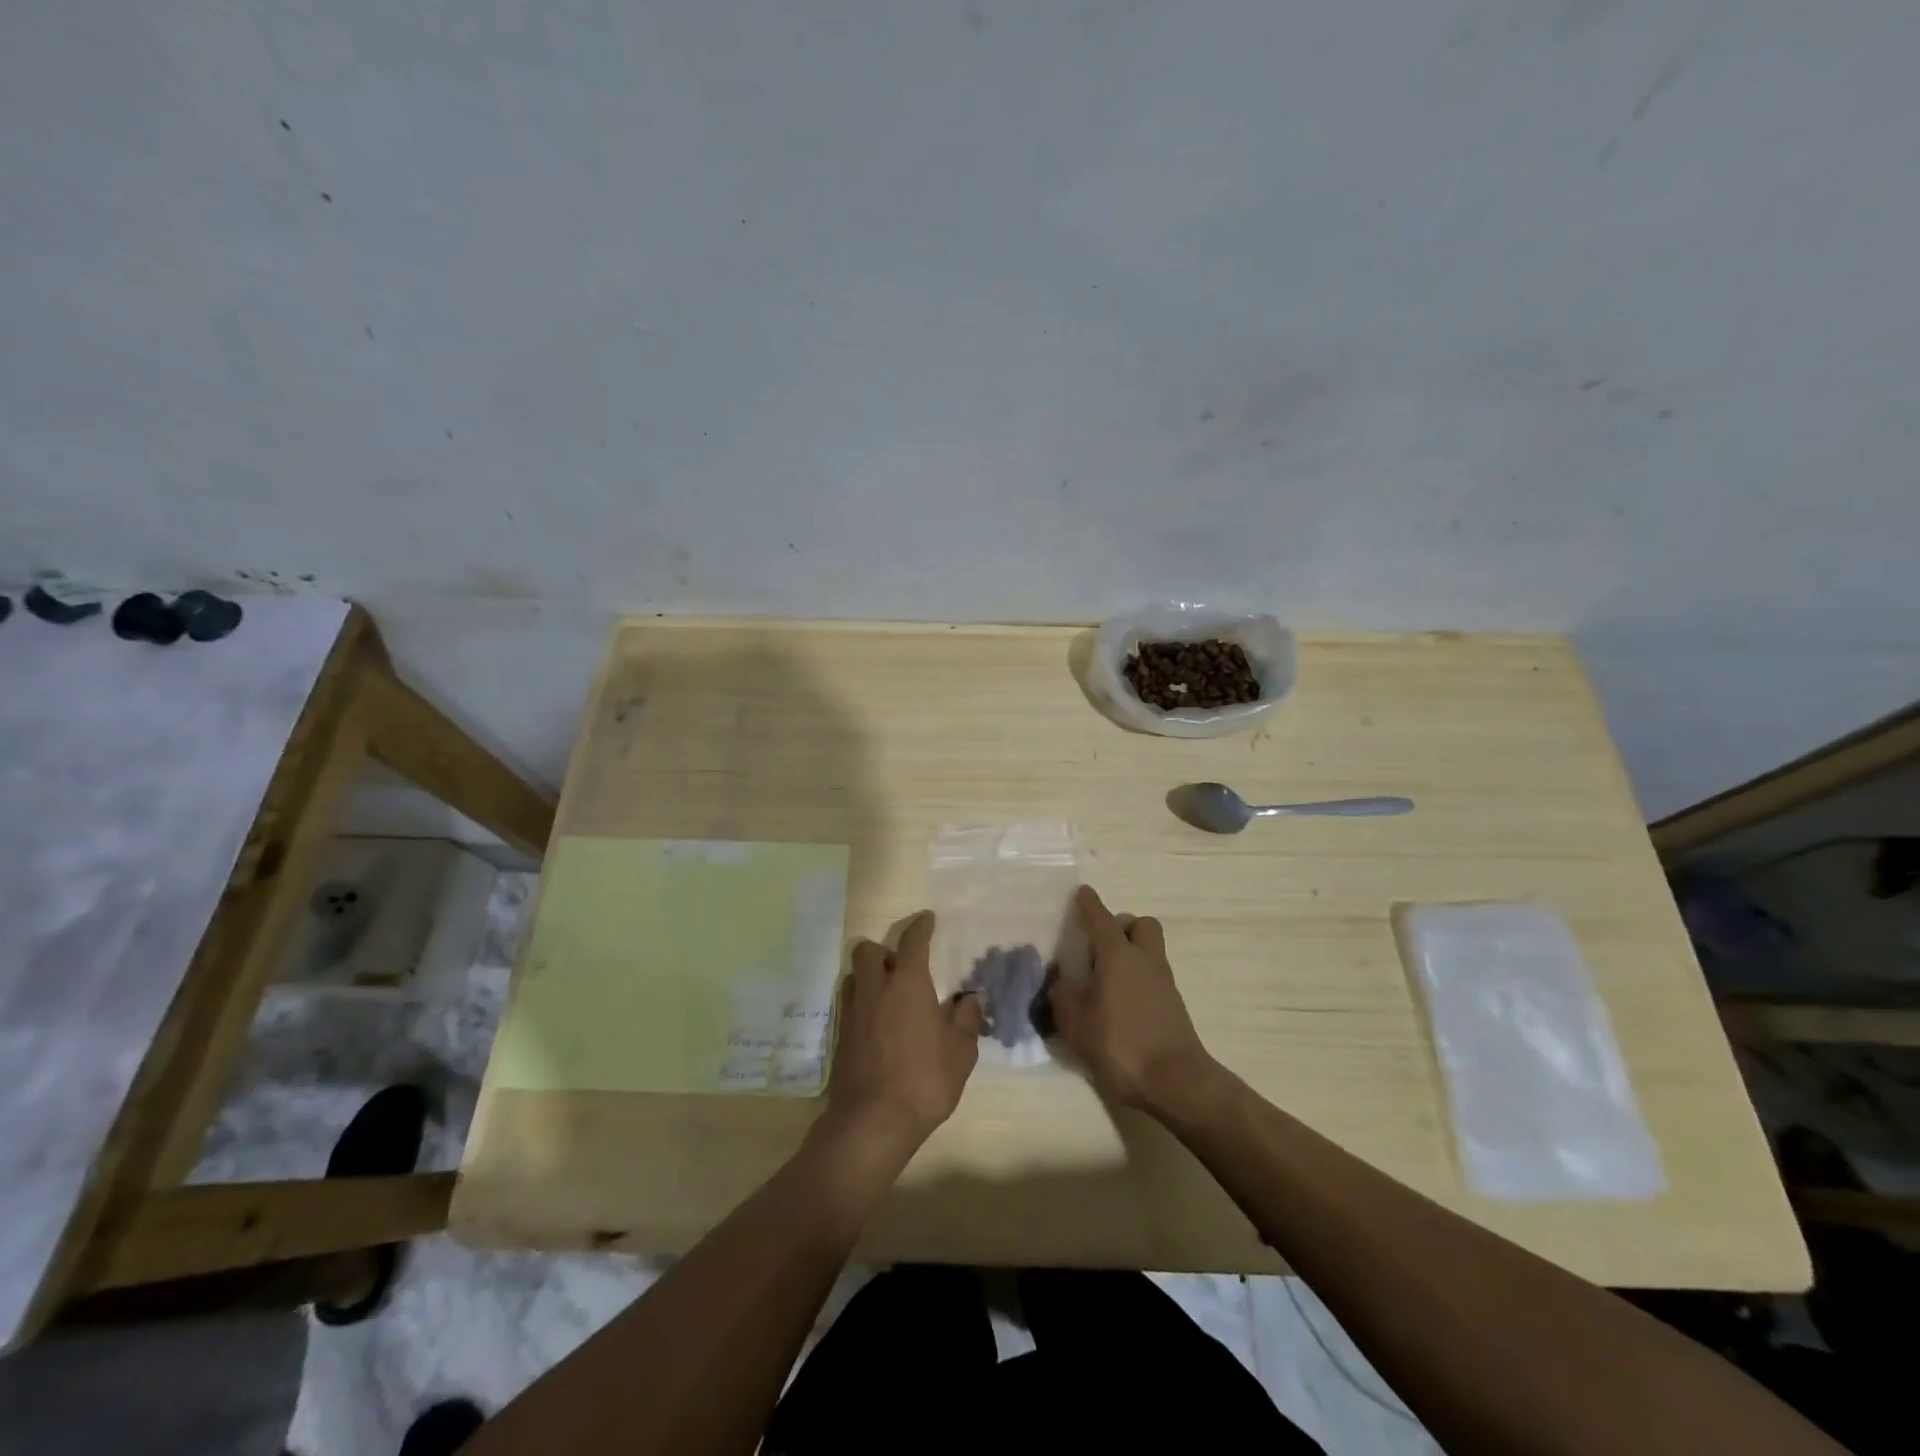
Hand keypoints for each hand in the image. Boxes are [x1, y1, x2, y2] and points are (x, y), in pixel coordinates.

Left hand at [825, 910, 982, 1155]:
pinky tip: (876, 1023)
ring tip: (886, 994)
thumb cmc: (924, 1079)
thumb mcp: (960, 1052)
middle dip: (882, 950)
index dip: (920, 927)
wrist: (873, 1121)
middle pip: (867, 950)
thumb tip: (969, 999)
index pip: (913, 942)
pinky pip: (848, 1005)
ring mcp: (852, 1013)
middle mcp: (875, 989)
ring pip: (853, 976)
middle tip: (899, 966)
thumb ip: (966, 1020)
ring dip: (867, 976)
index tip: (926, 919)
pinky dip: (862, 1003)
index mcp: (907, 984)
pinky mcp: (839, 1037)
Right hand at [1047, 886, 1215, 1112]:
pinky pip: (1153, 977)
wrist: (1175, 1081)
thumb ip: (1062, 995)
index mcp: (1118, 954)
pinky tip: (1118, 1004)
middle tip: (1099, 946)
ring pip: (1149, 950)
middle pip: (1140, 925)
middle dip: (1121, 926)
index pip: (1101, 917)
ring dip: (1130, 954)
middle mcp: (1144, 959)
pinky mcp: (1173, 1006)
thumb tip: (1060, 981)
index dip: (1089, 904)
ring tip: (1104, 979)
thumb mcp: (1075, 1021)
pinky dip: (1137, 980)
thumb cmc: (1120, 1043)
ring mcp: (1164, 982)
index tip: (1081, 893)